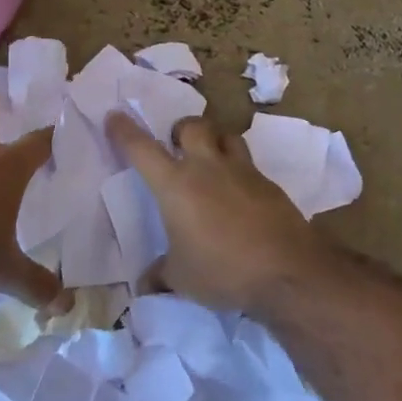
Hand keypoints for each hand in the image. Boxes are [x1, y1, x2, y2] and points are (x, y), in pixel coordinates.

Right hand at [105, 111, 327, 312]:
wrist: (286, 270)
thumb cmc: (222, 271)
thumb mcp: (181, 279)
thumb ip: (160, 275)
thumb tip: (146, 284)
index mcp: (175, 185)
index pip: (142, 149)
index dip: (125, 131)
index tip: (115, 116)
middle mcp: (207, 168)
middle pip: (193, 126)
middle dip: (181, 129)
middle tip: (177, 146)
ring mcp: (242, 172)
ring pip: (226, 136)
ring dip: (214, 142)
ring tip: (211, 161)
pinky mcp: (269, 184)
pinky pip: (249, 165)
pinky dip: (239, 173)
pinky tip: (239, 196)